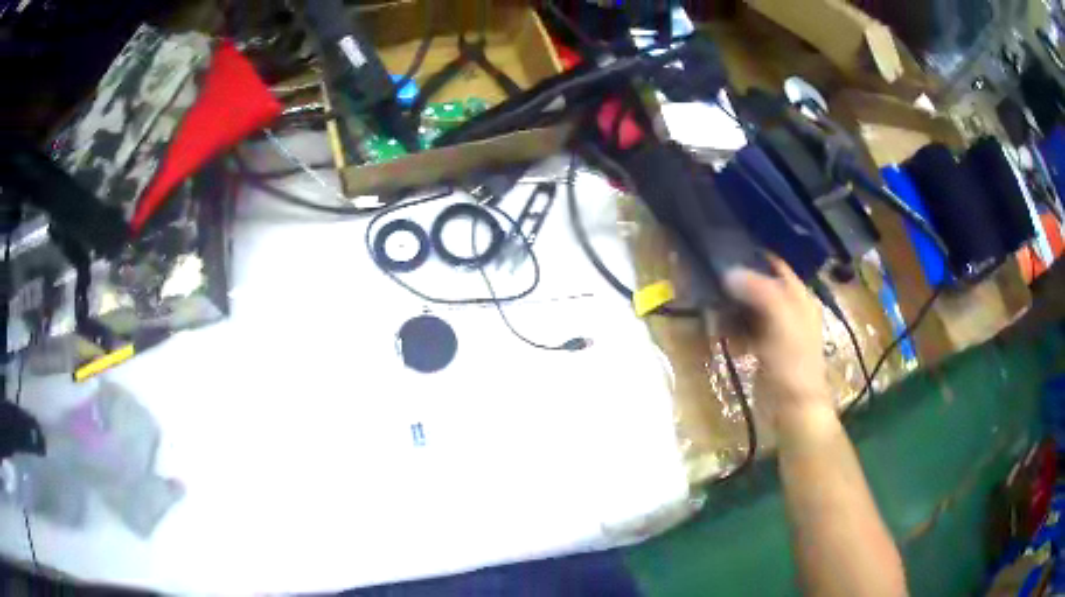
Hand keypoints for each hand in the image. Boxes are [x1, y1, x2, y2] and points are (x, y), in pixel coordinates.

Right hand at [724, 257, 833, 431]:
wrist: (794, 408)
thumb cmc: (793, 363)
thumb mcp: (781, 322)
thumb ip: (760, 292)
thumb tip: (729, 272)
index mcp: (799, 298)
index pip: (777, 267)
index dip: (755, 257)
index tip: (727, 249)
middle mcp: (789, 310)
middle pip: (761, 286)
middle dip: (738, 282)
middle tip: (710, 276)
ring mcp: (775, 331)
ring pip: (749, 308)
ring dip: (731, 306)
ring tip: (709, 303)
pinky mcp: (762, 349)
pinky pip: (744, 330)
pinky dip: (731, 327)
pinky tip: (717, 329)